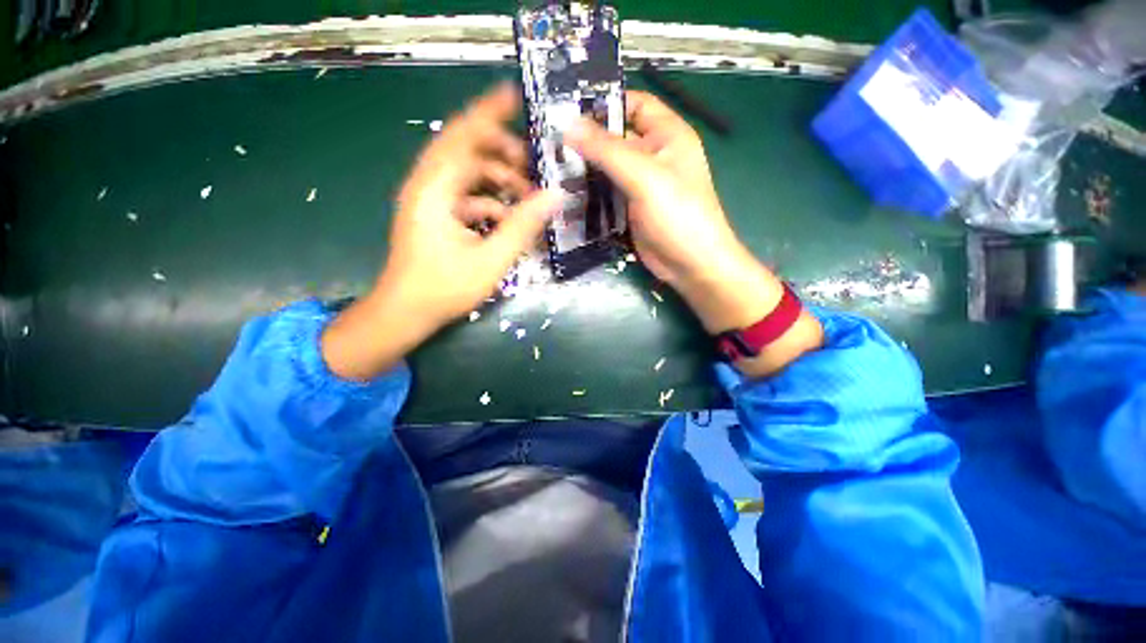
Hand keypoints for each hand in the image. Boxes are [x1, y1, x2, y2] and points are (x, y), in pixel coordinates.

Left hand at [323, 84, 560, 380]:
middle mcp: (427, 186)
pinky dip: (488, 199)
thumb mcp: (491, 259)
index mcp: (435, 189)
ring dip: (497, 178)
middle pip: (466, 149)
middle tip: (533, 166)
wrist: (405, 313)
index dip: (489, 113)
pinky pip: (464, 194)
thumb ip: (523, 226)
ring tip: (526, 195)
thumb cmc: (444, 288)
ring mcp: (429, 200)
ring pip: (466, 173)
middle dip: (502, 151)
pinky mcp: (433, 215)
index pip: (463, 135)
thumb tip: (554, 195)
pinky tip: (507, 218)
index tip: (516, 96)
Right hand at [565, 91, 822, 374]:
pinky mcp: (630, 208)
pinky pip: (606, 193)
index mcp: (666, 135)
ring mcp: (640, 184)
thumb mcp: (644, 176)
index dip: (605, 103)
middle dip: (586, 140)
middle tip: (548, 143)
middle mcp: (653, 155)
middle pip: (615, 138)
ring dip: (584, 169)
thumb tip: (568, 124)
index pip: (634, 104)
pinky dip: (589, 193)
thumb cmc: (677, 214)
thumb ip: (607, 149)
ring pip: (607, 168)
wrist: (690, 264)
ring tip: (549, 168)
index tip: (567, 109)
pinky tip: (564, 194)